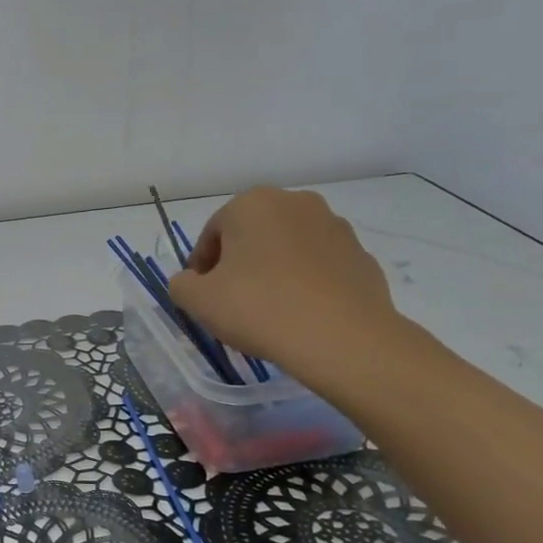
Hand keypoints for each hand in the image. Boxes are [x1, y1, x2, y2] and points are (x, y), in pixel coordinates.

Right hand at [167, 188, 403, 383]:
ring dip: (273, 270)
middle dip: (239, 263)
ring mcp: (335, 227)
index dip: (201, 267)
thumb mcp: (198, 301)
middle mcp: (295, 203)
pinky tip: (300, 314)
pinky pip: (319, 267)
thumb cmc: (259, 309)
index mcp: (252, 204)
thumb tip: (191, 282)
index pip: (212, 233)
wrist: (342, 339)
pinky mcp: (361, 255)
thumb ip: (181, 285)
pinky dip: (306, 283)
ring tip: (269, 310)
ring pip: (288, 248)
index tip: (202, 296)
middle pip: (252, 235)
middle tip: (232, 302)